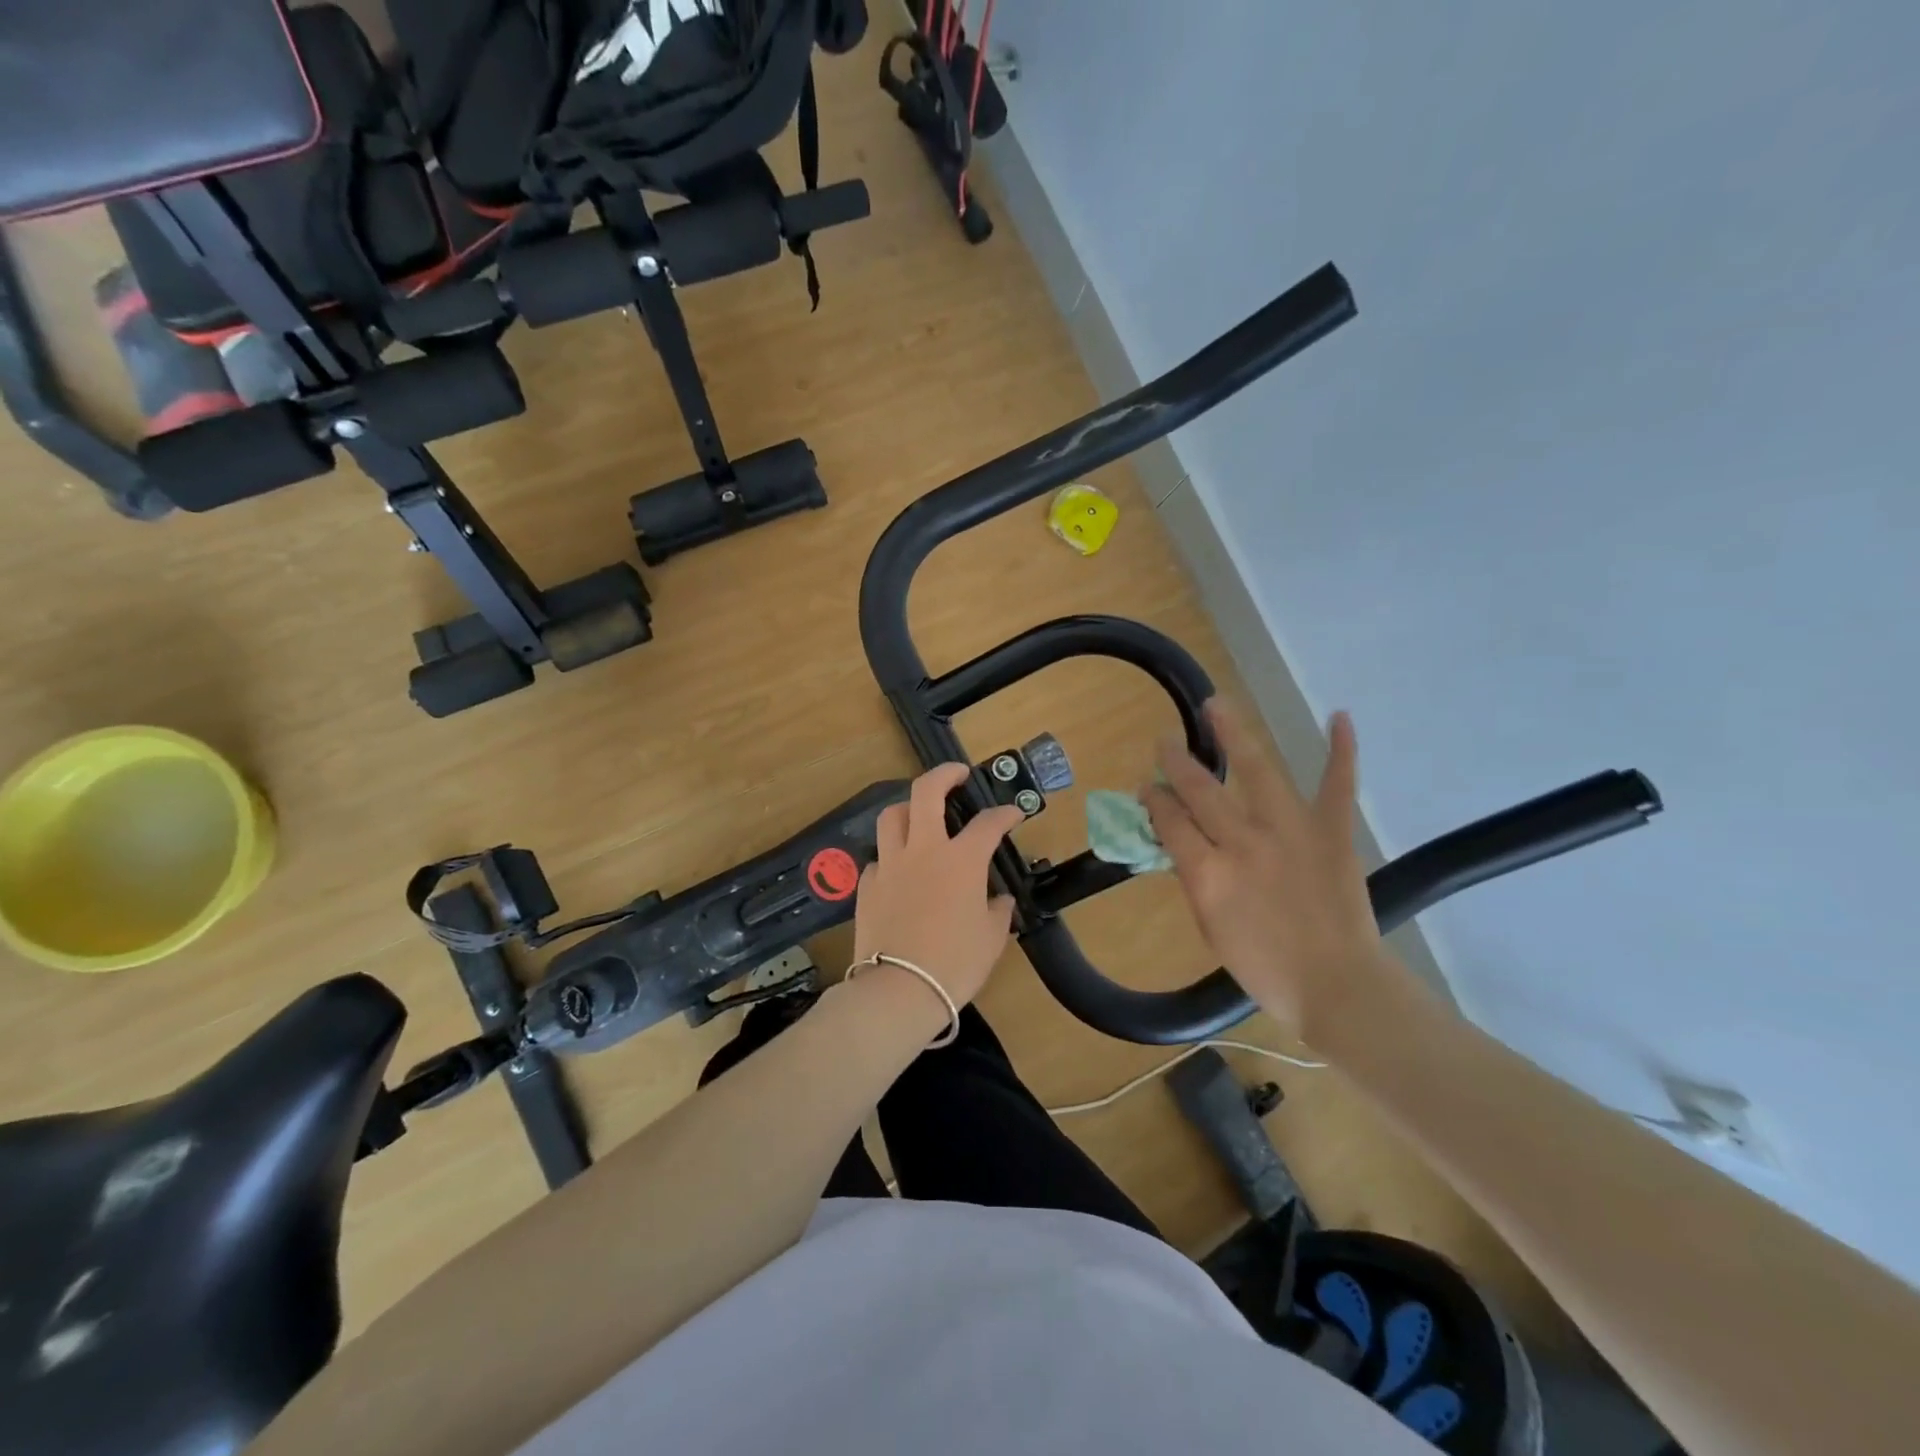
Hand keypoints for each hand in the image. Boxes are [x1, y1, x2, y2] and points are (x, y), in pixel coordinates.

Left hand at [853, 764, 1025, 1010]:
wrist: (899, 991)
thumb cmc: (954, 964)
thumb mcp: (991, 939)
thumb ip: (998, 912)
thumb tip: (1000, 901)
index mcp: (961, 860)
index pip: (988, 824)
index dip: (1005, 814)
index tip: (1014, 814)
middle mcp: (923, 850)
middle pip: (926, 792)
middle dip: (944, 774)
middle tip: (958, 774)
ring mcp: (890, 865)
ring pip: (892, 816)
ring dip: (908, 808)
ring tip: (919, 815)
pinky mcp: (866, 886)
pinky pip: (879, 859)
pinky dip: (891, 857)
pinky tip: (899, 872)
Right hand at [1142, 700, 1397, 1037]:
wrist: (1337, 987)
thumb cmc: (1264, 967)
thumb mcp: (1210, 927)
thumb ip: (1194, 880)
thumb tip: (1183, 843)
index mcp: (1208, 871)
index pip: (1170, 820)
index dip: (1154, 800)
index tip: (1147, 788)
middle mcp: (1243, 841)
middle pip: (1201, 789)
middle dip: (1177, 763)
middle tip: (1165, 743)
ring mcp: (1291, 831)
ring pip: (1256, 770)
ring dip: (1233, 734)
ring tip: (1216, 705)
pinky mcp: (1332, 833)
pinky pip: (1337, 785)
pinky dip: (1341, 751)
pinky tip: (1338, 717)